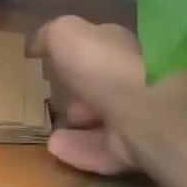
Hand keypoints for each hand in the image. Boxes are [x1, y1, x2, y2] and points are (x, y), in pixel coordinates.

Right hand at [31, 16, 149, 176]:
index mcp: (120, 45)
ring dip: (83, 125)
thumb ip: (51, 36)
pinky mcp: (143, 150)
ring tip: (52, 132)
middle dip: (83, 92)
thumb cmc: (103, 65)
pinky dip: (83, 151)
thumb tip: (39, 42)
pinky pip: (107, 151)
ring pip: (109, 120)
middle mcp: (135, 76)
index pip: (100, 45)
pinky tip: (57, 151)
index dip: (77, 52)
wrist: (146, 112)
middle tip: (57, 100)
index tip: (55, 62)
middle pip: (106, 84)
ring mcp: (141, 115)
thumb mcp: (65, 35)